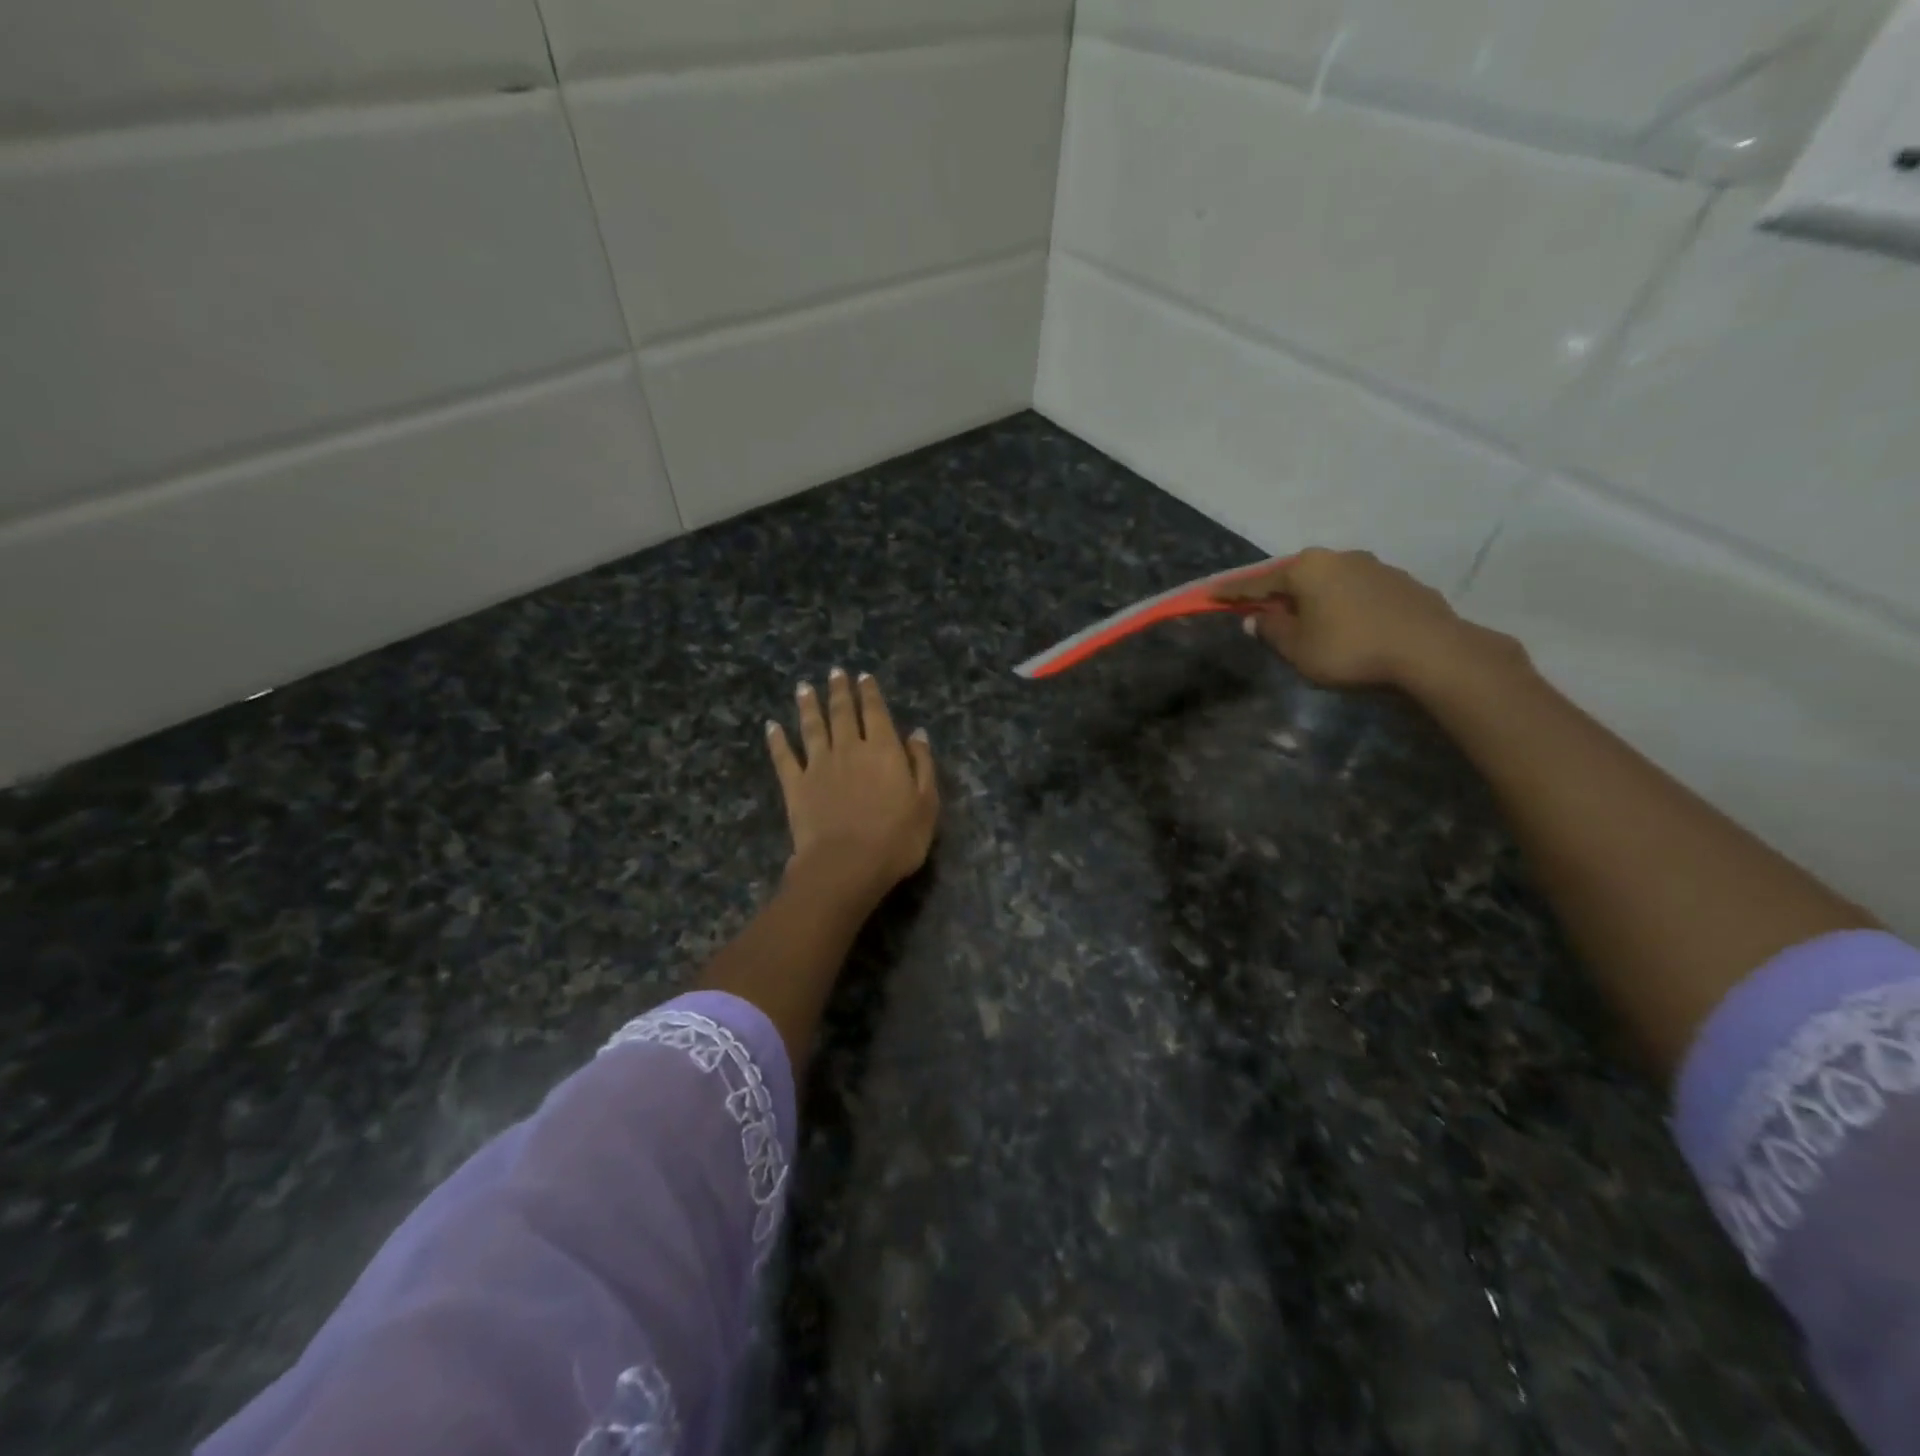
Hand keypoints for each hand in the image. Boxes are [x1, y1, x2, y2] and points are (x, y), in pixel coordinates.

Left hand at [767, 669, 939, 905]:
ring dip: (808, 706)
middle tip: (835, 673)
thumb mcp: (926, 803)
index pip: (875, 712)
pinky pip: (784, 757)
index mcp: (883, 749)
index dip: (869, 693)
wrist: (846, 864)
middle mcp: (849, 749)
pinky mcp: (796, 786)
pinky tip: (771, 726)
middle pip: (842, 713)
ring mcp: (818, 765)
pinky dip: (777, 740)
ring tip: (804, 688)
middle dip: (839, 691)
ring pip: (812, 727)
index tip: (863, 676)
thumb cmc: (896, 838)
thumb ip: (922, 764)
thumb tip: (917, 733)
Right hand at [1219, 548, 1500, 690]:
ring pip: (1330, 582)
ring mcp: (1375, 567)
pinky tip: (1348, 627)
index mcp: (1307, 568)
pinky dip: (1344, 605)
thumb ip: (1272, 631)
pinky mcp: (1402, 583)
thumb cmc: (1350, 650)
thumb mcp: (1298, 649)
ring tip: (1309, 622)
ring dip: (1314, 599)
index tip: (1211, 595)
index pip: (1257, 582)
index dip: (1232, 593)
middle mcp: (1339, 557)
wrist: (1430, 652)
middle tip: (1264, 611)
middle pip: (1296, 577)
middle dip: (1278, 593)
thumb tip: (1256, 618)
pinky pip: (1358, 592)